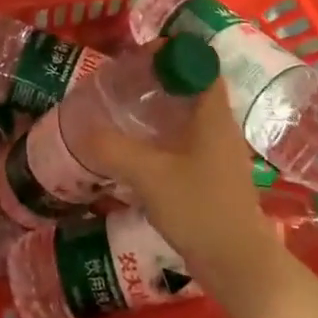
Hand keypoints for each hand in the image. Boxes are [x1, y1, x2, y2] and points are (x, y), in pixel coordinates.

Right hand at [87, 75, 278, 283]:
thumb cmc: (197, 208)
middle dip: (163, 79)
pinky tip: (142, 147)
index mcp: (214, 115)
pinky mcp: (215, 176)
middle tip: (126, 80)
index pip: (202, 65)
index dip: (176, 53)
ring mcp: (221, 153)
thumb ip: (112, 148)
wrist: (236, 264)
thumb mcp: (148, 174)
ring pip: (191, 116)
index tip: (142, 55)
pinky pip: (189, 140)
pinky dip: (167, 134)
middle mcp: (222, 127)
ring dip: (163, 108)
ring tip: (127, 109)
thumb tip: (81, 128)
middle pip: (194, 88)